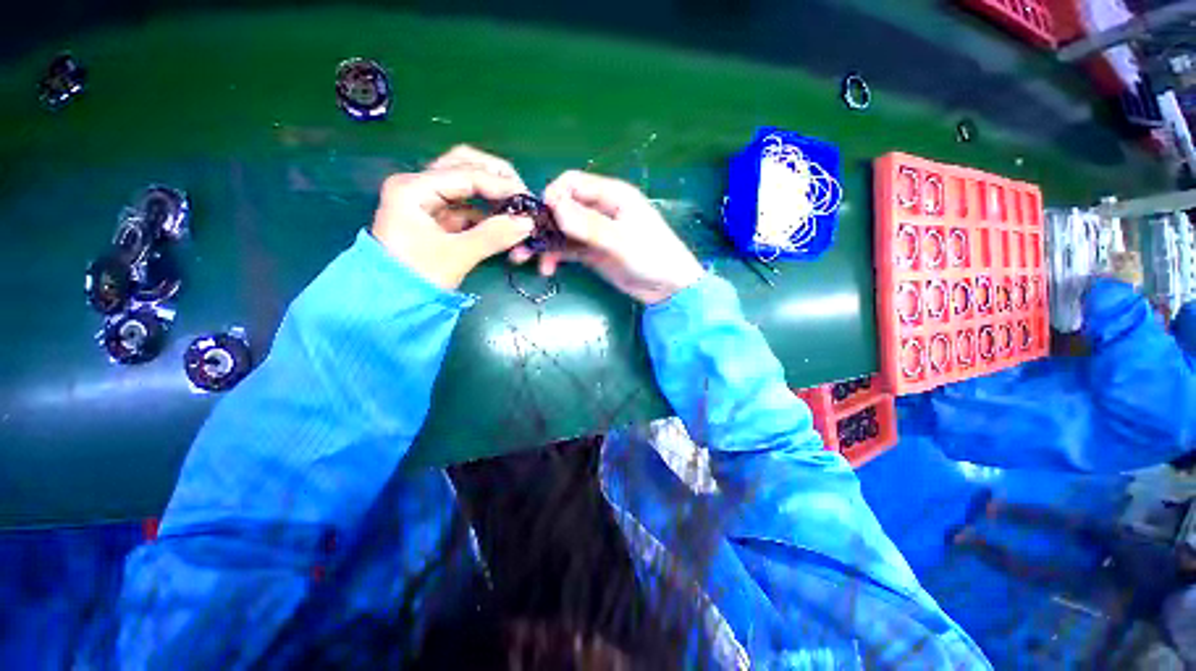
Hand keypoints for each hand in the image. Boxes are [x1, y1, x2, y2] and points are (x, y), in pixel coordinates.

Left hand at [370, 146, 532, 289]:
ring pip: (466, 185)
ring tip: (517, 209)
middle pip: (464, 165)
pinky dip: (486, 212)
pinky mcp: (436, 217)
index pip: (466, 174)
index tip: (529, 199)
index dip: (501, 185)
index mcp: (414, 188)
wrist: (391, 302)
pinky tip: (503, 222)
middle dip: (496, 178)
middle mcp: (418, 185)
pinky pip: (467, 206)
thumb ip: (494, 236)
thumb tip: (528, 223)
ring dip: (492, 194)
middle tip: (522, 195)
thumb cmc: (417, 277)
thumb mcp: (457, 255)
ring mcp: (427, 200)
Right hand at [514, 171, 703, 304]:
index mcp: (611, 195)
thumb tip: (553, 204)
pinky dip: (554, 256)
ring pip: (561, 230)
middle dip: (541, 223)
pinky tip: (546, 269)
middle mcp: (600, 209)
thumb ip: (588, 224)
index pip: (572, 183)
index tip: (539, 217)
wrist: (667, 288)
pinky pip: (567, 249)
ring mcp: (594, 232)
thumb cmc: (652, 256)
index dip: (553, 196)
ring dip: (543, 243)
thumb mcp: (621, 241)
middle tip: (521, 241)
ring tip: (524, 259)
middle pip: (563, 207)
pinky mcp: (592, 251)